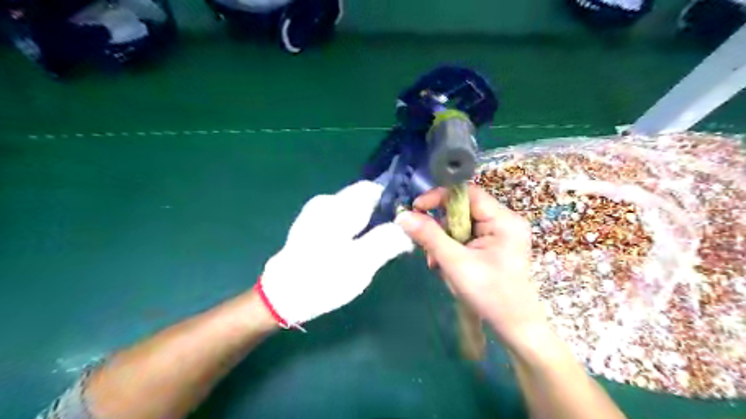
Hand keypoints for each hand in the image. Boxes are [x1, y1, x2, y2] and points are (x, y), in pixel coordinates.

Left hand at [259, 180, 413, 327]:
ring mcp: (316, 214)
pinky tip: (359, 250)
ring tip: (380, 247)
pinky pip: (343, 220)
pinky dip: (356, 230)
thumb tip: (407, 228)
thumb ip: (387, 241)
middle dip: (383, 216)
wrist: (280, 297)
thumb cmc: (322, 279)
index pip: (373, 189)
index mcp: (338, 206)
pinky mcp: (312, 227)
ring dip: (370, 225)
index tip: (407, 221)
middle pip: (364, 200)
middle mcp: (326, 203)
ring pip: (355, 211)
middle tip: (397, 240)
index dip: (393, 201)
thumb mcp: (361, 263)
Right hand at [396, 184, 545, 350]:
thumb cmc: (490, 295)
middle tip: (426, 246)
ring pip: (461, 225)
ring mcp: (500, 235)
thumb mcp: (455, 263)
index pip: (467, 193)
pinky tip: (445, 266)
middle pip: (462, 210)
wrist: (515, 327)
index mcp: (503, 220)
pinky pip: (466, 237)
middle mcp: (504, 222)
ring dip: (443, 241)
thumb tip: (403, 216)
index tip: (417, 208)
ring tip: (436, 263)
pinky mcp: (494, 246)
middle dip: (441, 227)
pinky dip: (452, 249)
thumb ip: (429, 236)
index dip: (440, 197)